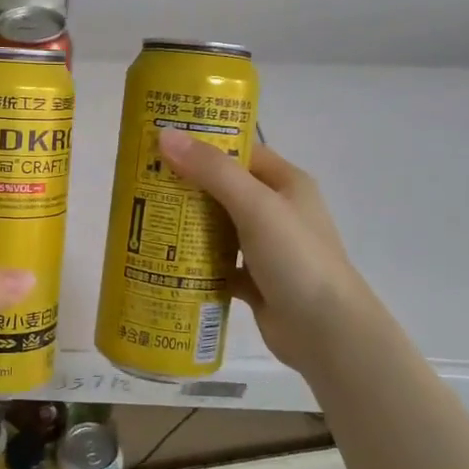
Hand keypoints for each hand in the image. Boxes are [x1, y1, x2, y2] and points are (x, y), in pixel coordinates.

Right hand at [156, 129, 369, 374]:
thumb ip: (212, 171)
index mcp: (286, 183)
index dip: (203, 144)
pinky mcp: (254, 280)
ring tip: (145, 218)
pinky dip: (194, 263)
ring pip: (218, 227)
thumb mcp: (255, 206)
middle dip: (186, 186)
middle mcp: (277, 211)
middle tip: (141, 182)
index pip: (240, 151)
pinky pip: (216, 263)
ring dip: (186, 224)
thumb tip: (165, 135)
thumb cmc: (296, 259)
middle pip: (223, 189)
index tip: (160, 142)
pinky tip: (163, 261)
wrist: (327, 333)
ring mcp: (265, 248)